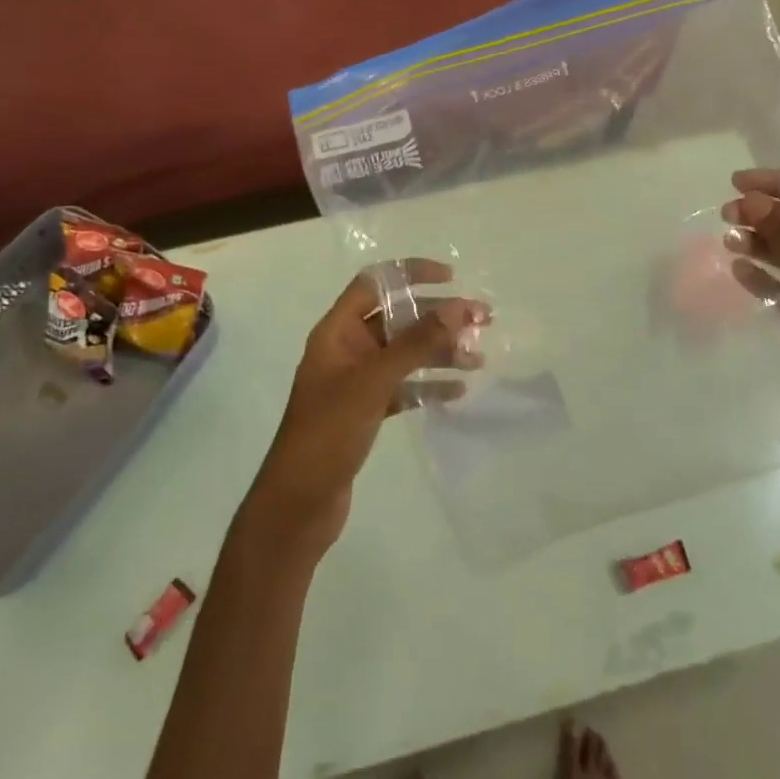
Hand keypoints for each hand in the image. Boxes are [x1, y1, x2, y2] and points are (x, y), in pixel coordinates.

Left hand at [239, 260, 484, 562]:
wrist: (298, 505)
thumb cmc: (328, 433)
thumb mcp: (373, 382)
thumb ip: (415, 343)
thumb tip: (457, 306)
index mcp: (337, 330)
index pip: (376, 282)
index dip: (411, 273)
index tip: (451, 279)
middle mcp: (347, 348)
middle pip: (397, 318)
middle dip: (438, 316)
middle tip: (482, 319)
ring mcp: (356, 380)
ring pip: (404, 353)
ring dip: (439, 351)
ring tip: (478, 358)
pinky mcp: (366, 410)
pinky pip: (403, 386)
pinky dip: (428, 385)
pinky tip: (457, 391)